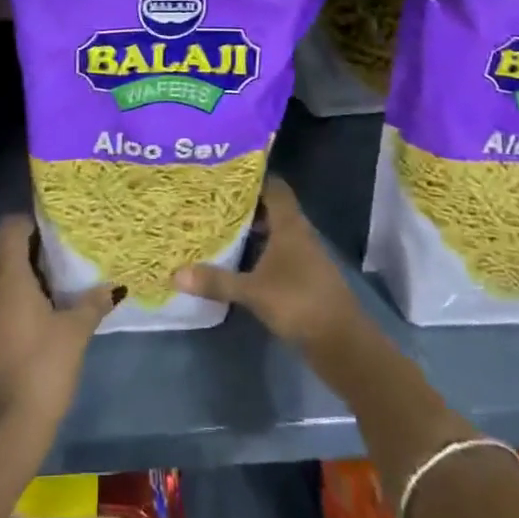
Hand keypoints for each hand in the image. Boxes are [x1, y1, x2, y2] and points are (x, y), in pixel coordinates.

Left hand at [0, 213, 116, 439]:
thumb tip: (113, 287)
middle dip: (18, 244)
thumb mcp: (75, 332)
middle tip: (50, 253)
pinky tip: (36, 314)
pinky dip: (9, 297)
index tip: (52, 229)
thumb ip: (93, 303)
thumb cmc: (43, 368)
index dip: (28, 222)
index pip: (8, 228)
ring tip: (49, 282)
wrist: (7, 428)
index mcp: (8, 278)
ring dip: (13, 272)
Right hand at [174, 176, 359, 350]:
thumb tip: (175, 273)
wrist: (342, 343)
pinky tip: (237, 262)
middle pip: (271, 209)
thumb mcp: (253, 291)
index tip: (224, 174)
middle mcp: (298, 234)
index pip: (274, 186)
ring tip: (217, 227)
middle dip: (244, 205)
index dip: (252, 178)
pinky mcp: (304, 278)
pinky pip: (277, 254)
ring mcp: (304, 257)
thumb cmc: (299, 303)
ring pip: (274, 233)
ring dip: (251, 231)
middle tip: (211, 201)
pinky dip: (259, 253)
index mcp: (290, 224)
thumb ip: (216, 280)